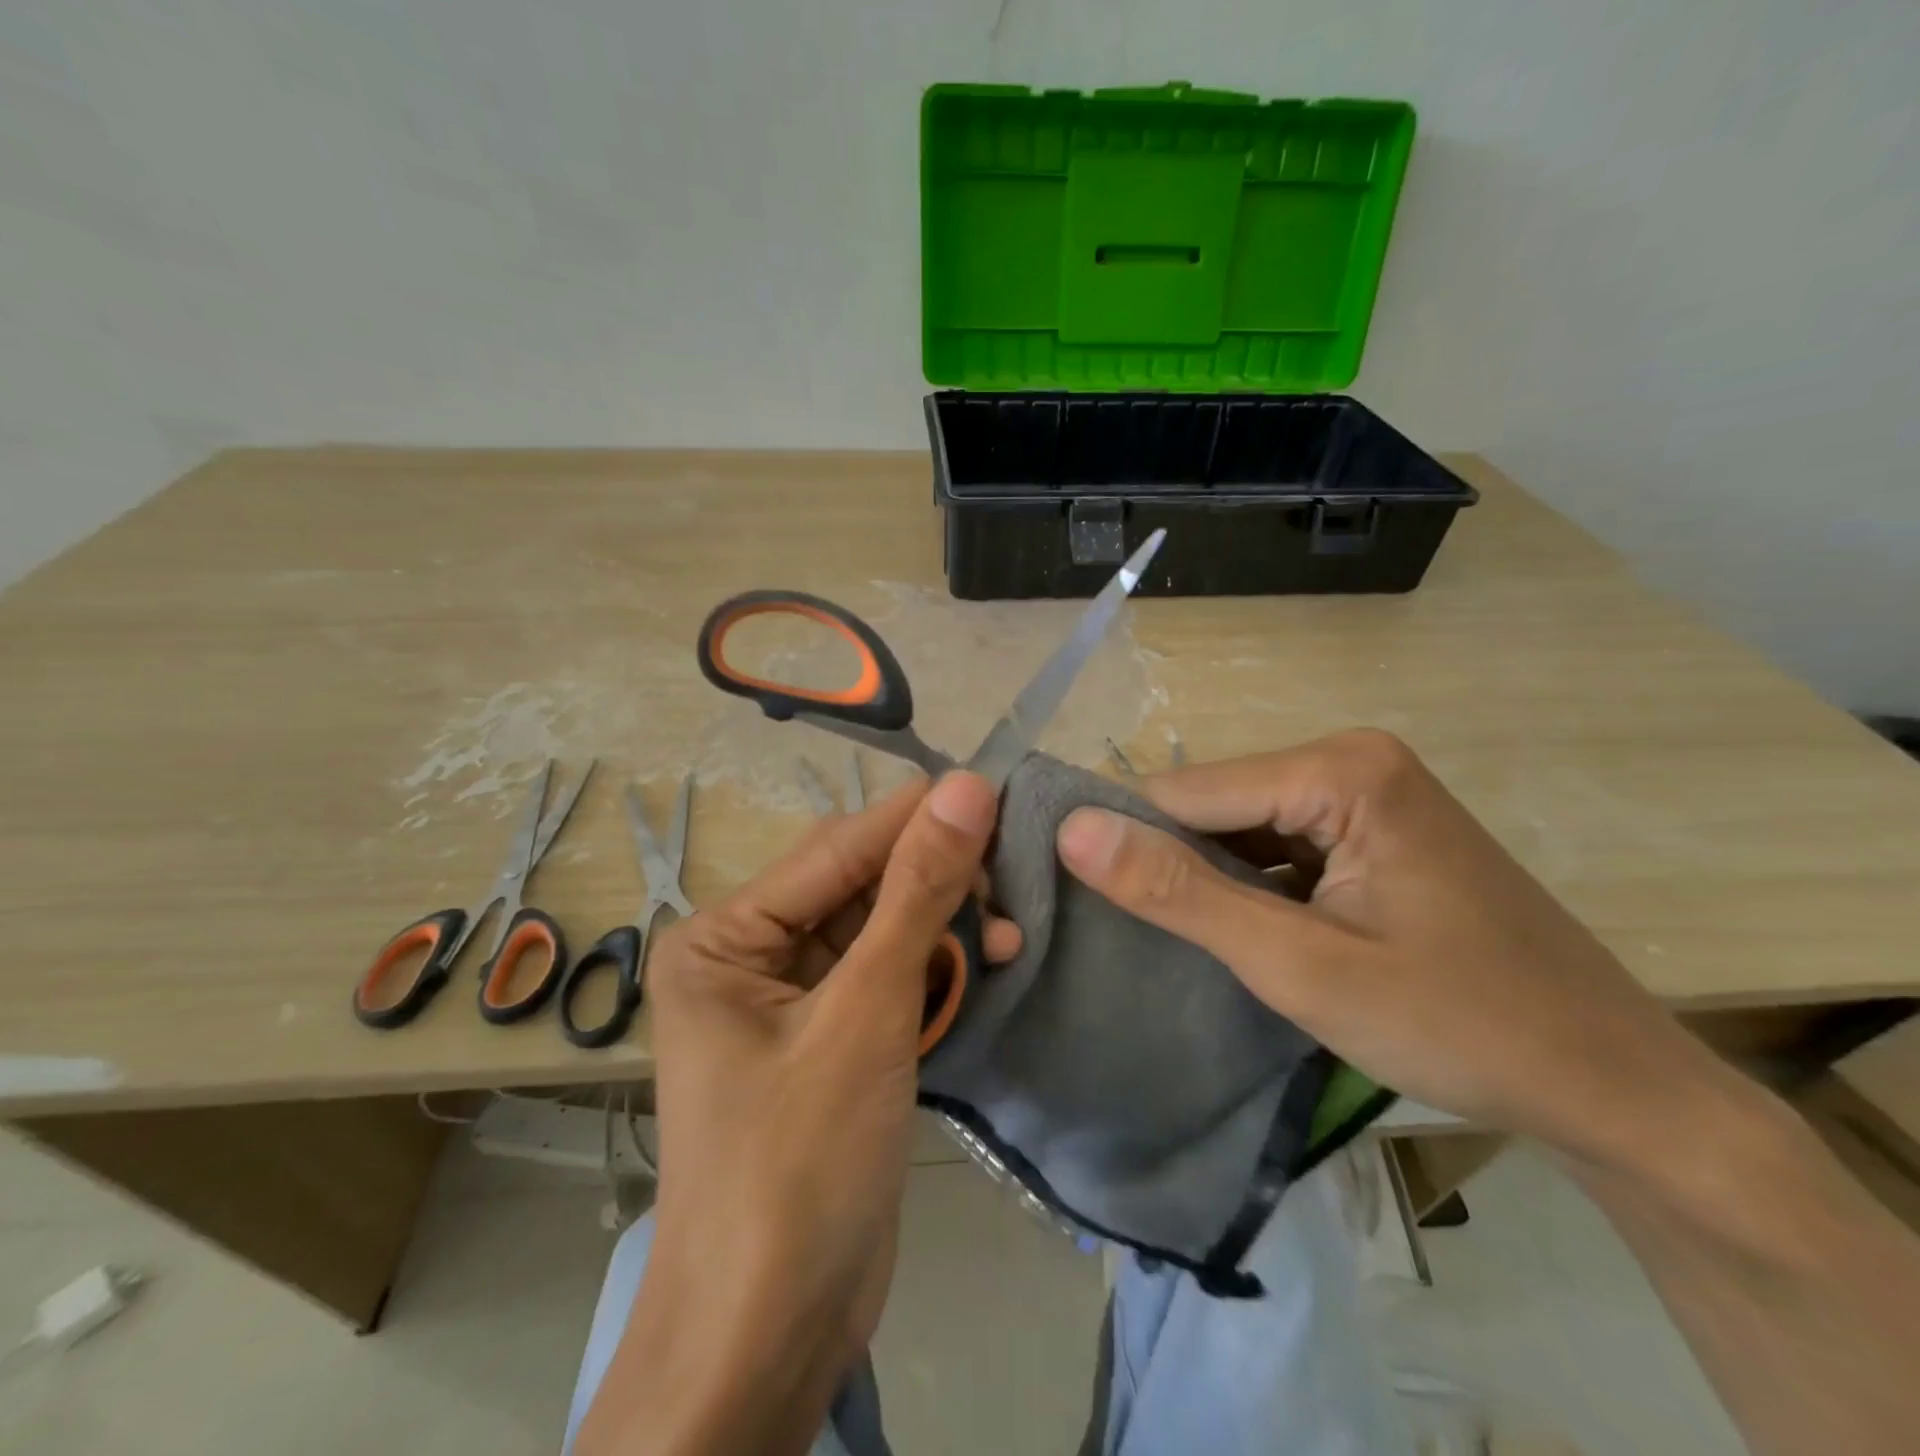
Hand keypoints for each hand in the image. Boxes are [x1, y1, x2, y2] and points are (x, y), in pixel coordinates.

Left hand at [576, 773, 1003, 1455]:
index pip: (835, 850)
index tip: (993, 786)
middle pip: (859, 887)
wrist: (771, 1337)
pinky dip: (935, 972)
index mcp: (725, 936)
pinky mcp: (830, 1040)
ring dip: (944, 929)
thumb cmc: (800, 1164)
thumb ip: (917, 894)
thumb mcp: (867, 1014)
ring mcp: (791, 1001)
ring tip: (1009, 933)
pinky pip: (887, 979)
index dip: (915, 817)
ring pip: (882, 932)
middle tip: (1012, 873)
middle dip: (936, 881)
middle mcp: (750, 956)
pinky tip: (986, 966)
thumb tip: (967, 788)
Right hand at [1055, 730, 1726, 1168]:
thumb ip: (1179, 893)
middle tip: (1139, 940)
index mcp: (1338, 769)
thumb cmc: (1460, 1025)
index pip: (1184, 791)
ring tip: (1180, 944)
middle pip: (1214, 805)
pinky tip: (1240, 935)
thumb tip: (1073, 830)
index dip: (1129, 845)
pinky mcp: (1373, 832)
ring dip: (1209, 883)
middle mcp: (1350, 760)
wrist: (1614, 1087)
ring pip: (1240, 828)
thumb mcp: (1299, 965)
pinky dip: (1248, 889)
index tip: (1082, 902)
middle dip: (1173, 867)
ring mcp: (1366, 795)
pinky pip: (1278, 846)